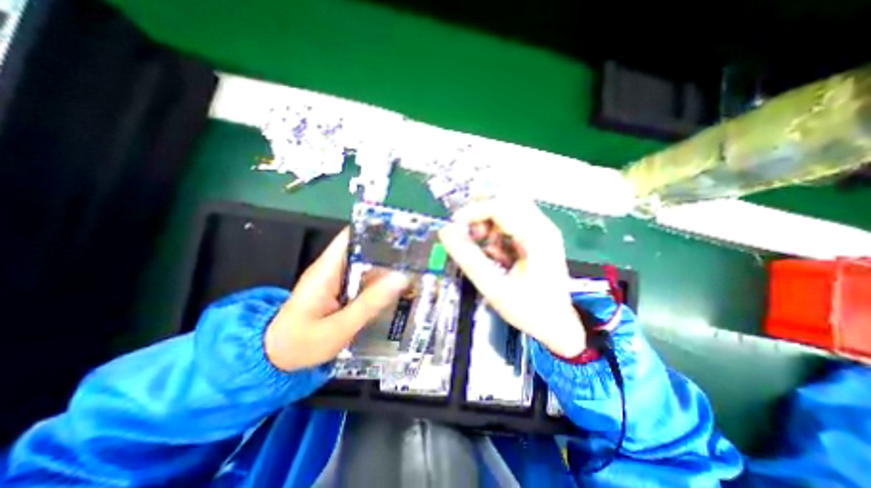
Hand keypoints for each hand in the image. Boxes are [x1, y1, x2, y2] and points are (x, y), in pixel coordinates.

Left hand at [264, 229, 410, 369]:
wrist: (276, 358)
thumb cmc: (301, 343)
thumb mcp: (339, 328)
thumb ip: (369, 303)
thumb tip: (400, 278)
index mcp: (327, 269)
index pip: (351, 236)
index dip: (375, 230)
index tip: (401, 232)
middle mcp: (332, 268)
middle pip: (363, 248)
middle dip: (388, 249)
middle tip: (416, 254)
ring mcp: (337, 278)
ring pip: (366, 264)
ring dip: (387, 265)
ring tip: (414, 267)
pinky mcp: (341, 289)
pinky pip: (364, 279)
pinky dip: (379, 280)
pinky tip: (397, 285)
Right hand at [444, 200, 584, 355]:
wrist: (557, 326)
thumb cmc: (529, 310)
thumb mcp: (494, 287)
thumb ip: (468, 259)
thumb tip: (445, 232)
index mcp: (538, 236)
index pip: (501, 206)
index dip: (474, 211)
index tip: (455, 226)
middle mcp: (542, 227)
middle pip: (506, 202)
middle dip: (481, 215)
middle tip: (469, 235)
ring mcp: (541, 231)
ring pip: (507, 210)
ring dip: (489, 224)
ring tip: (483, 248)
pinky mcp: (536, 237)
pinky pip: (511, 223)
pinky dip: (496, 233)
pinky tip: (495, 253)